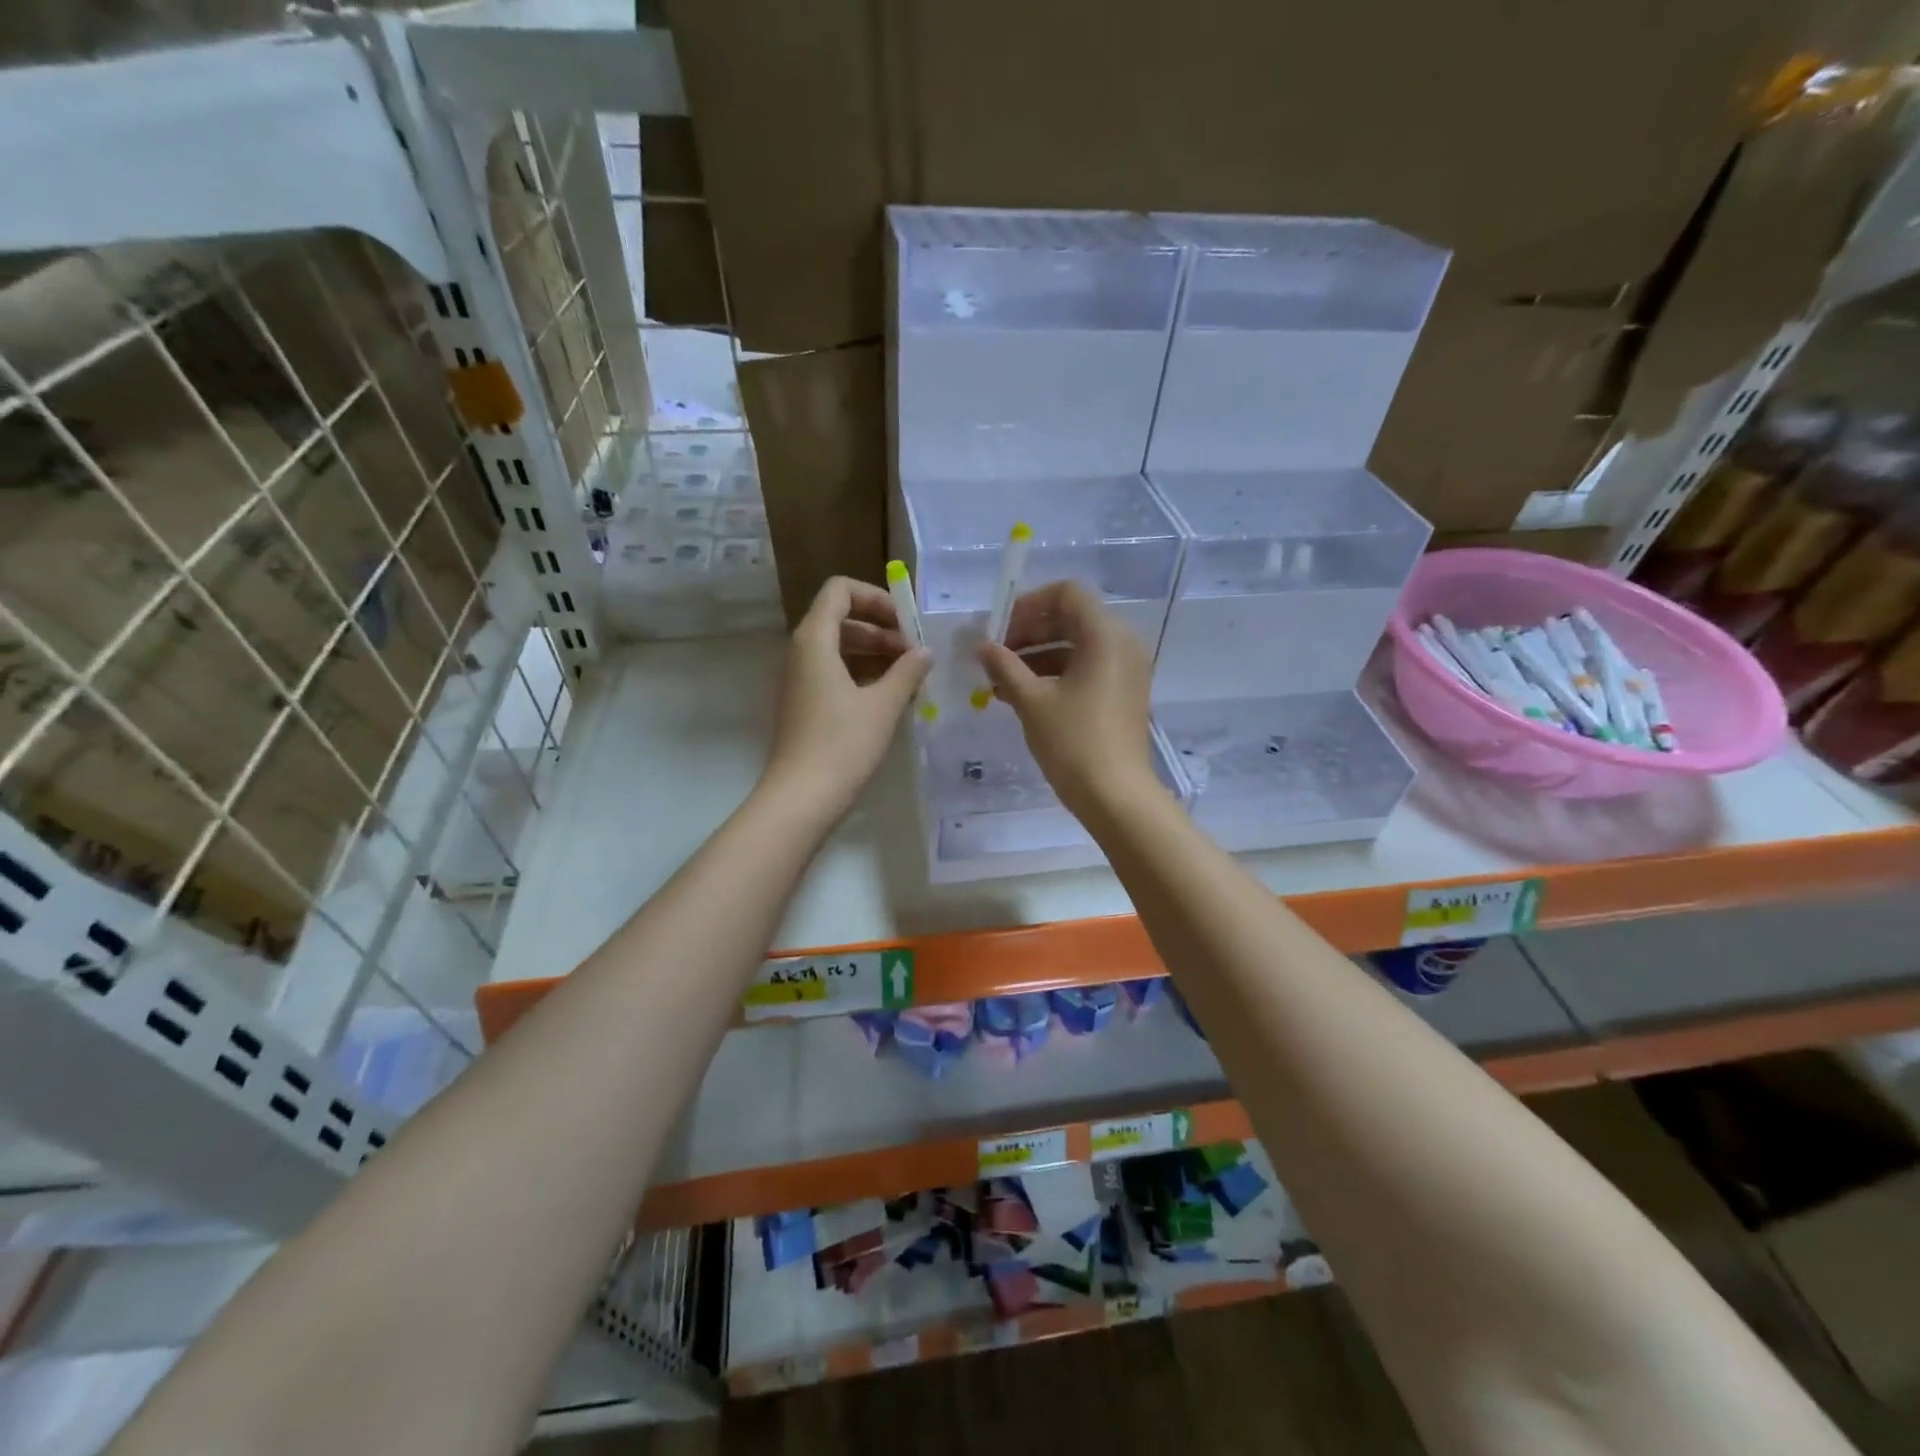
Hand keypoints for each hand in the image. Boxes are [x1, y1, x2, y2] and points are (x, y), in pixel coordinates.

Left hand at [764, 575, 930, 820]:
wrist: (801, 797)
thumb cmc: (843, 744)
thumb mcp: (883, 705)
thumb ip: (907, 670)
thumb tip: (925, 651)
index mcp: (814, 640)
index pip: (840, 590)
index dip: (875, 598)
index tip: (906, 623)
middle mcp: (801, 651)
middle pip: (841, 618)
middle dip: (880, 629)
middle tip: (915, 653)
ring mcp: (799, 679)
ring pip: (838, 648)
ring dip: (874, 653)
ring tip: (910, 675)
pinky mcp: (803, 703)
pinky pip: (833, 672)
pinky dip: (861, 674)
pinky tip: (890, 696)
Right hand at [977, 581, 1162, 822]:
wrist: (1117, 797)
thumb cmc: (1074, 743)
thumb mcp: (1032, 701)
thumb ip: (1005, 666)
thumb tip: (983, 646)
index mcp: (1105, 635)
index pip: (1067, 594)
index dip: (1029, 604)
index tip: (999, 628)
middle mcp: (1122, 644)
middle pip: (1071, 619)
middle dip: (1028, 632)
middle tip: (994, 654)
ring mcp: (1125, 670)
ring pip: (1076, 646)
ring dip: (1036, 657)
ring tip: (998, 681)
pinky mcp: (1122, 694)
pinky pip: (1086, 669)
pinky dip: (1054, 675)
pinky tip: (1020, 696)